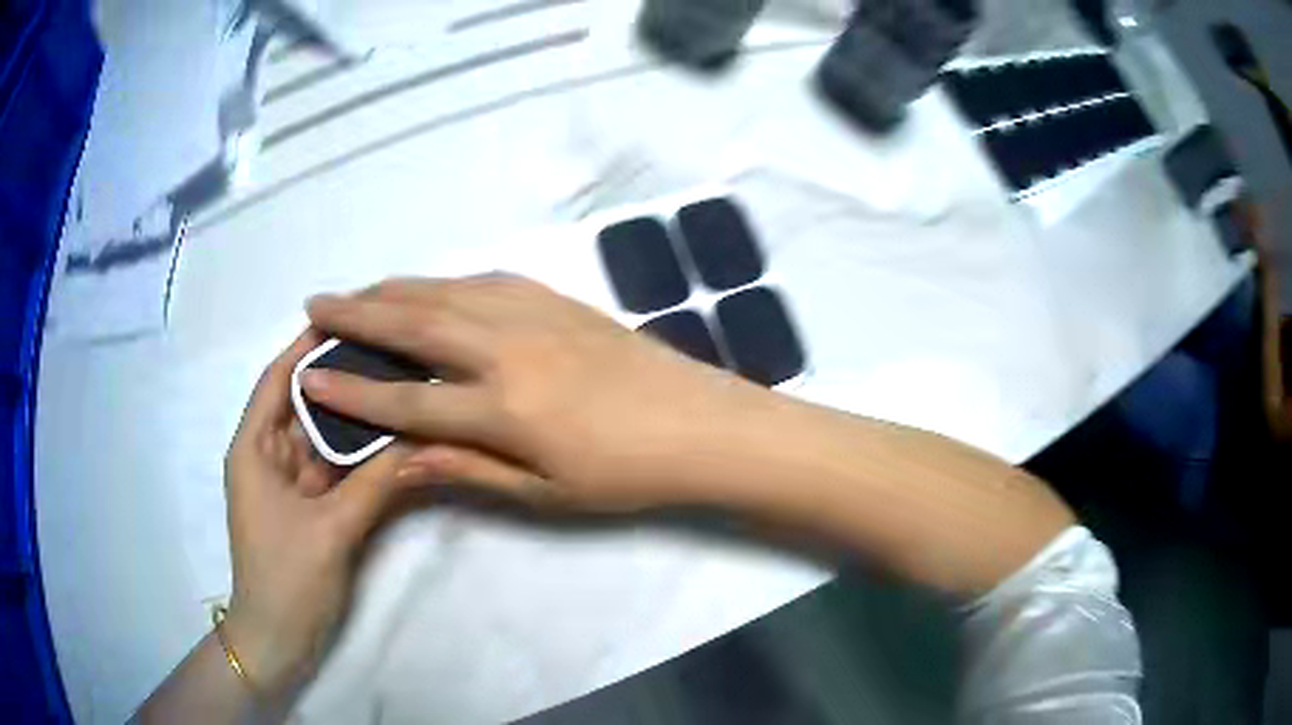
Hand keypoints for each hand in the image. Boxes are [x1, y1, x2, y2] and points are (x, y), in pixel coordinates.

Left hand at [222, 331, 423, 697]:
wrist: (278, 639)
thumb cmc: (287, 579)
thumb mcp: (331, 529)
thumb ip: (374, 482)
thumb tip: (418, 436)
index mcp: (253, 448)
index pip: (277, 379)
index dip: (307, 346)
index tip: (348, 318)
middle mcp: (268, 456)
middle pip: (303, 405)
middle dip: (340, 380)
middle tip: (388, 353)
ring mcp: (288, 483)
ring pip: (321, 439)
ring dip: (353, 421)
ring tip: (395, 388)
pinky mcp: (307, 507)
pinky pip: (332, 471)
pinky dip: (356, 458)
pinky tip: (387, 441)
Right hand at [301, 275, 779, 511]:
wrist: (700, 425)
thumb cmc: (625, 474)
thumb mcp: (544, 492)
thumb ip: (468, 469)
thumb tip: (401, 457)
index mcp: (502, 409)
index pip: (406, 399)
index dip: (353, 391)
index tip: (310, 376)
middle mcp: (506, 349)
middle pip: (413, 324)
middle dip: (356, 314)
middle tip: (315, 304)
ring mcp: (533, 314)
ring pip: (443, 293)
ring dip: (392, 289)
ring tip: (357, 292)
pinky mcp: (556, 298)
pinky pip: (483, 281)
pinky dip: (444, 282)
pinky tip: (428, 287)